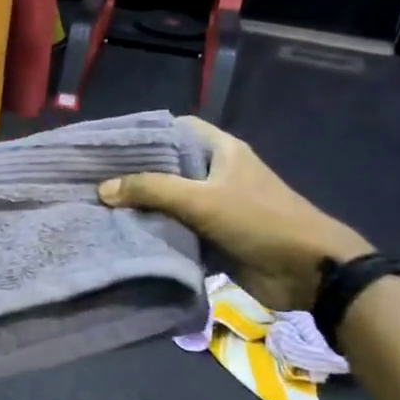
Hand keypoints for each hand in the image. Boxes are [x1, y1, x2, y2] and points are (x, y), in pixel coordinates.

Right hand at [98, 118, 370, 309]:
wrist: (307, 271)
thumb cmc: (259, 221)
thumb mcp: (202, 199)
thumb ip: (151, 190)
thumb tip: (102, 189)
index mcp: (221, 150)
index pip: (176, 129)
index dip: (144, 134)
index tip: (108, 146)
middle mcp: (216, 174)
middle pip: (168, 167)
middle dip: (135, 174)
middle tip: (93, 180)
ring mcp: (215, 207)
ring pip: (170, 201)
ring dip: (142, 207)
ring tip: (98, 207)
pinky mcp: (213, 237)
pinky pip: (177, 230)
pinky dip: (155, 233)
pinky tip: (123, 235)